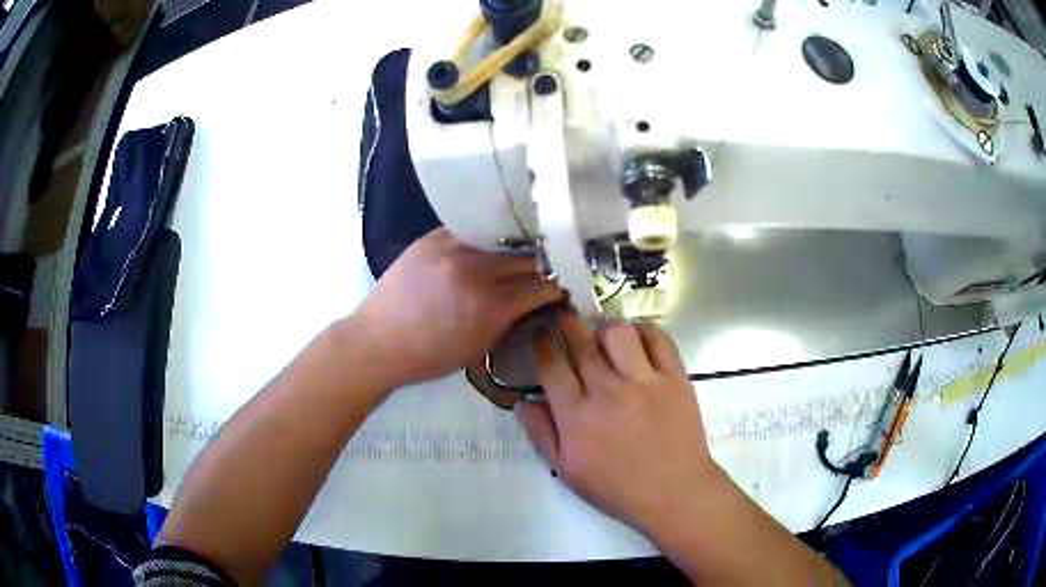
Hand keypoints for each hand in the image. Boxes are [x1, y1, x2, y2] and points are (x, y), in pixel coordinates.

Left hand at [355, 228, 561, 388]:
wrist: (378, 341)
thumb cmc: (429, 356)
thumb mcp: (478, 347)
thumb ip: (509, 320)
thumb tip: (533, 300)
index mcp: (490, 306)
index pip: (540, 286)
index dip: (558, 284)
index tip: (566, 283)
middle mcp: (475, 271)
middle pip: (525, 257)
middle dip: (544, 262)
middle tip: (553, 263)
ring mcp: (452, 249)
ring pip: (500, 238)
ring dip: (518, 244)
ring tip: (528, 246)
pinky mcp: (431, 238)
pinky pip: (471, 229)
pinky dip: (487, 235)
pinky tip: (495, 237)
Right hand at [515, 313, 719, 535]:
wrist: (674, 492)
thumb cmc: (618, 487)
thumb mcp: (568, 471)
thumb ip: (541, 435)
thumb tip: (522, 402)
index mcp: (577, 417)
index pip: (551, 366)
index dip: (541, 344)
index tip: (539, 334)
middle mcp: (608, 392)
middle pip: (580, 342)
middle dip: (566, 323)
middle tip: (563, 318)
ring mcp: (645, 382)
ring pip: (618, 333)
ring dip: (605, 330)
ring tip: (605, 340)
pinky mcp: (675, 378)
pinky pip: (658, 338)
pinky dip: (645, 332)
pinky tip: (638, 341)